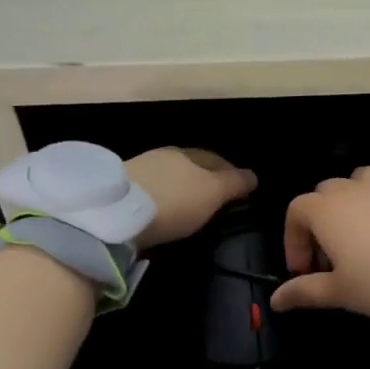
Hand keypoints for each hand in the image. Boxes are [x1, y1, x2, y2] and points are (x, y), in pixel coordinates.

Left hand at [125, 148, 257, 247]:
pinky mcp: (119, 193)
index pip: (215, 159)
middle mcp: (162, 156)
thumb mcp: (213, 193)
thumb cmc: (174, 200)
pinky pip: (150, 194)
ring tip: (189, 209)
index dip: (230, 172)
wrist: (115, 214)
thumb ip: (234, 184)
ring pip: (168, 179)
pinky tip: (163, 214)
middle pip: (190, 167)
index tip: (239, 189)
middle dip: (203, 180)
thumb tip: (254, 176)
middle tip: (215, 200)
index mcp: (187, 153)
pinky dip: (161, 202)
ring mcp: (139, 172)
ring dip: (180, 191)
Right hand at [273, 167, 369, 321]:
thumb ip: (304, 292)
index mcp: (327, 209)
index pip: (296, 212)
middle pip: (327, 193)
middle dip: (324, 222)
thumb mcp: (340, 293)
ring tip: (369, 235)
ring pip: (364, 180)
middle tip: (335, 259)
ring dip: (359, 202)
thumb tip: (275, 300)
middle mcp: (356, 186)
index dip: (294, 240)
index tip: (305, 271)